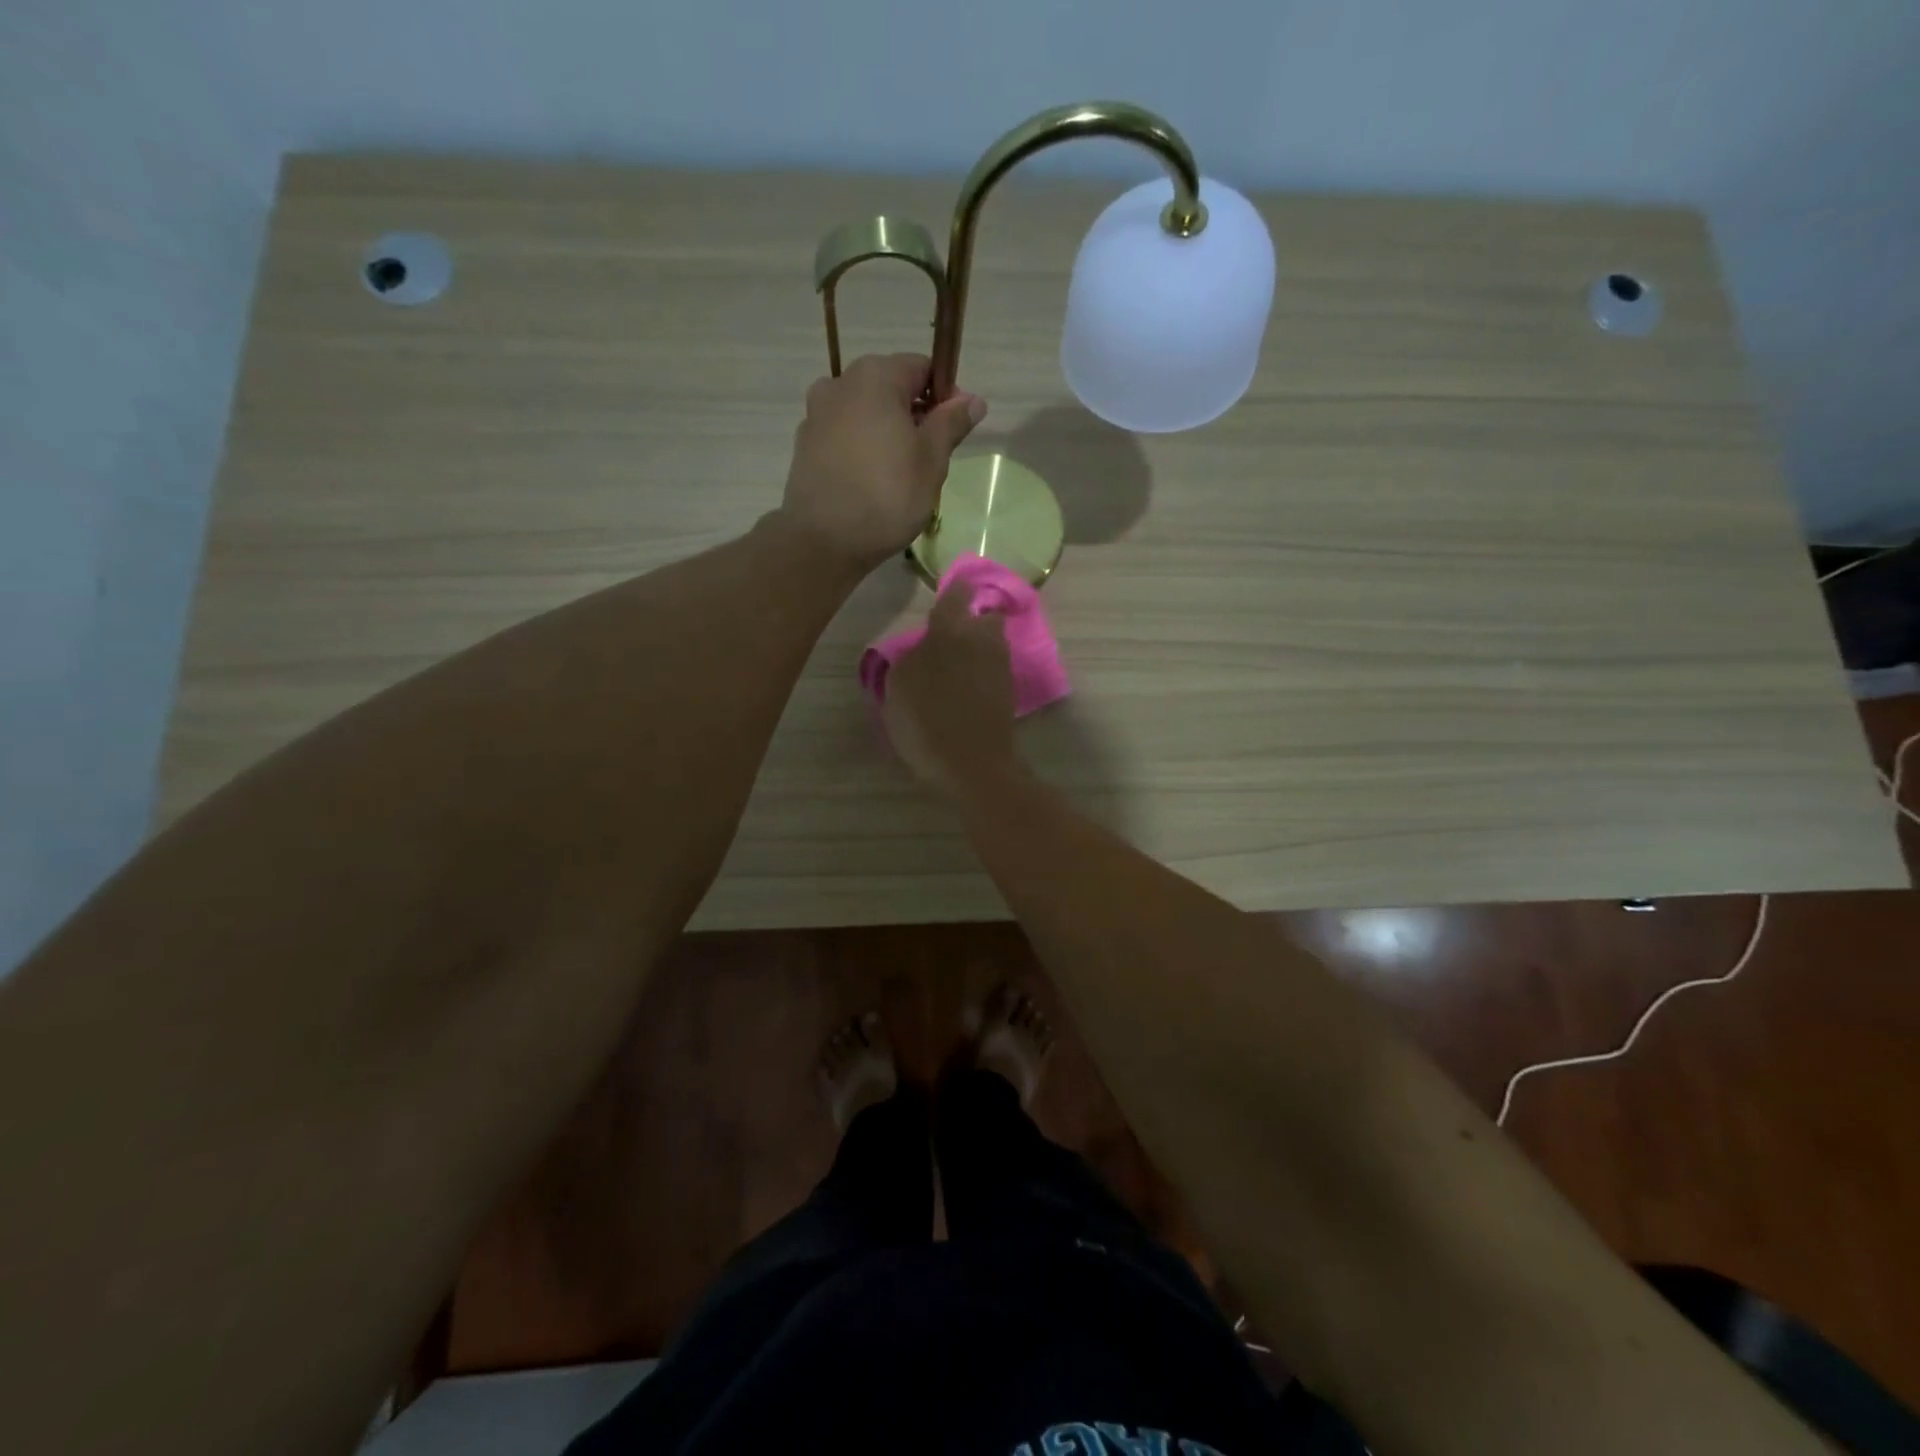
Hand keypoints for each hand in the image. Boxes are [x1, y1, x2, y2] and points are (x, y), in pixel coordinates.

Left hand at [780, 353, 985, 570]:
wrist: (824, 541)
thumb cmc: (888, 495)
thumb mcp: (932, 459)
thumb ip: (951, 422)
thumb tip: (973, 399)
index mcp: (875, 376)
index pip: (922, 368)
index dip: (944, 396)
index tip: (953, 432)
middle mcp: (839, 383)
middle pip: (890, 389)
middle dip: (913, 416)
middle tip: (928, 459)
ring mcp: (816, 414)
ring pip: (865, 414)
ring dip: (886, 434)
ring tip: (898, 475)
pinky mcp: (804, 446)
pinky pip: (843, 437)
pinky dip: (861, 450)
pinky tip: (870, 483)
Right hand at [883, 583, 1022, 799]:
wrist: (973, 764)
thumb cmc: (927, 721)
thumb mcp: (898, 686)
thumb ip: (911, 658)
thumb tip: (924, 649)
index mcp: (951, 631)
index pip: (957, 594)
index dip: (955, 590)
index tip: (950, 590)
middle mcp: (982, 640)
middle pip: (984, 619)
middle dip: (972, 622)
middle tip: (949, 638)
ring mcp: (1001, 667)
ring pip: (991, 645)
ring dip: (978, 649)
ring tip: (955, 669)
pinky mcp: (1009, 693)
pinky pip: (994, 671)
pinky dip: (983, 674)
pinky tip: (965, 692)